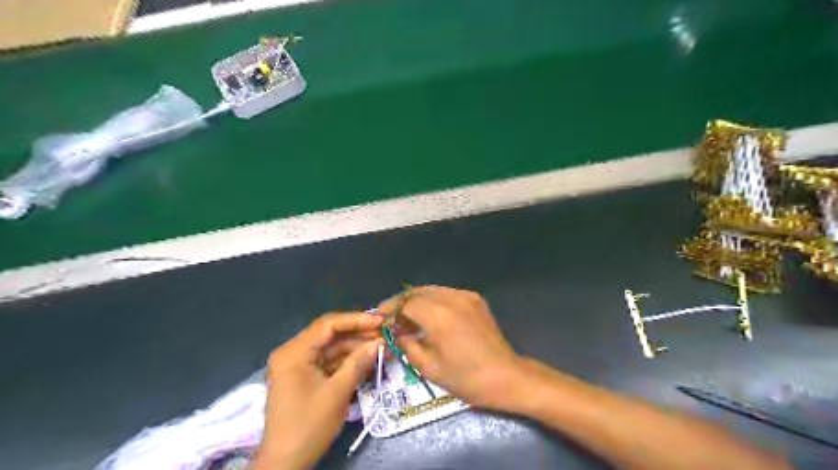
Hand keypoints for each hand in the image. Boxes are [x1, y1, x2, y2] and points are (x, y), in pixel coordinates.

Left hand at [252, 312, 382, 468]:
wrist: (285, 463)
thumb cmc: (308, 426)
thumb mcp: (337, 393)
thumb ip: (358, 363)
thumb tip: (379, 343)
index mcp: (294, 352)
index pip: (328, 325)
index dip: (356, 320)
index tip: (380, 321)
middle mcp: (293, 352)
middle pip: (329, 334)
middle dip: (358, 333)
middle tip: (384, 333)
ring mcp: (298, 364)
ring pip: (331, 347)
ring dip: (355, 347)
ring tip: (381, 345)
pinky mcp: (304, 376)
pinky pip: (328, 361)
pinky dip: (347, 360)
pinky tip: (367, 358)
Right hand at [381, 284, 521, 409]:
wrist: (505, 376)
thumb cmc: (466, 378)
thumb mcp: (429, 368)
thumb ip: (407, 345)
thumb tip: (396, 332)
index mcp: (439, 317)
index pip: (406, 303)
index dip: (390, 308)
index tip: (380, 316)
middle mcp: (452, 299)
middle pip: (418, 291)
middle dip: (401, 302)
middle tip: (391, 316)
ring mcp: (466, 296)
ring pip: (432, 289)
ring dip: (416, 299)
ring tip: (408, 316)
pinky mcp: (475, 299)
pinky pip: (447, 293)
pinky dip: (433, 300)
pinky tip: (430, 315)